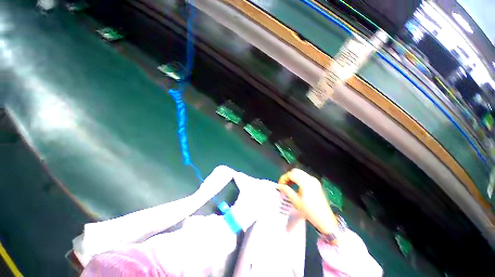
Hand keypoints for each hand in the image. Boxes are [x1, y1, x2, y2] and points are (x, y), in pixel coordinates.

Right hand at [277, 169, 338, 234]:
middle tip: (284, 184)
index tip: (280, 185)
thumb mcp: (296, 201)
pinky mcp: (316, 183)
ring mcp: (314, 180)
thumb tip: (279, 186)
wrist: (325, 219)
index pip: (291, 174)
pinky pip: (304, 176)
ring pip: (300, 173)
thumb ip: (286, 191)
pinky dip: (298, 179)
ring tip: (289, 186)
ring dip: (293, 177)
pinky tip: (296, 186)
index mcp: (305, 182)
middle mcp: (310, 179)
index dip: (284, 178)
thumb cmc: (310, 211)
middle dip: (288, 176)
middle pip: (295, 171)